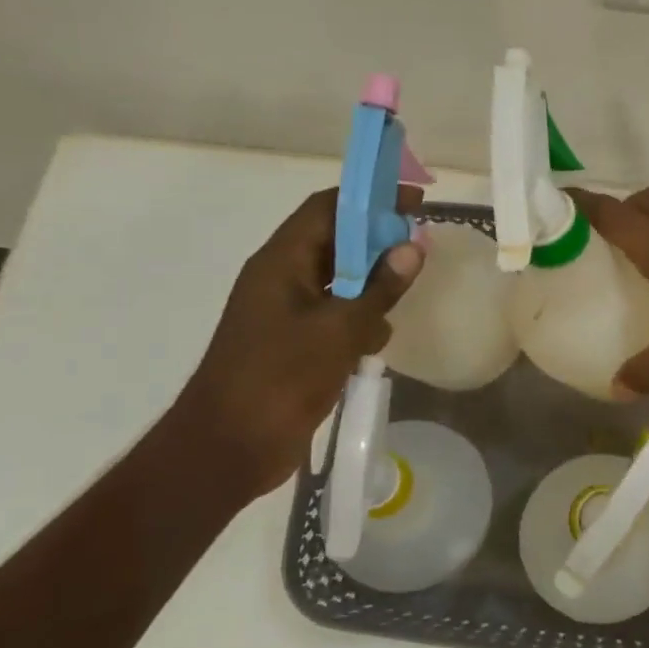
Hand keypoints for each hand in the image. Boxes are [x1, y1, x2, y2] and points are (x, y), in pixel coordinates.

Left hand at [166, 187, 423, 497]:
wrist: (229, 447)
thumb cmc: (279, 379)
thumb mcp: (339, 330)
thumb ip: (379, 289)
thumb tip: (413, 247)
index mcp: (281, 263)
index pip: (327, 209)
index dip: (369, 199)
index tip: (412, 201)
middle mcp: (282, 279)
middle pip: (335, 242)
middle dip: (377, 242)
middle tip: (420, 247)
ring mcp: (286, 314)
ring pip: (339, 282)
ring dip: (372, 284)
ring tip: (404, 295)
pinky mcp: (295, 345)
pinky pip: (334, 316)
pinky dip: (360, 319)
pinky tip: (379, 338)